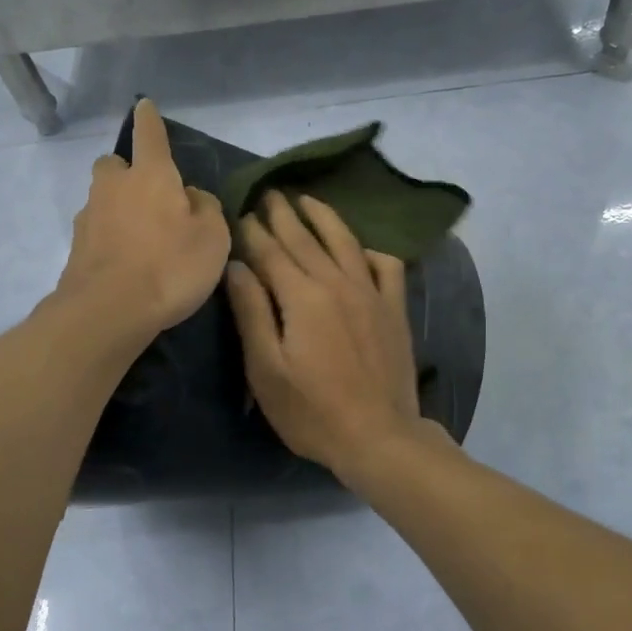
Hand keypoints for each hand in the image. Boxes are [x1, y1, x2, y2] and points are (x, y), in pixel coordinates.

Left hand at [56, 99, 231, 339]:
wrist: (108, 311)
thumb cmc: (170, 265)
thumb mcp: (212, 237)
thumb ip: (205, 208)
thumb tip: (190, 198)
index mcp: (151, 175)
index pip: (149, 135)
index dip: (148, 119)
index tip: (144, 105)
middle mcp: (114, 187)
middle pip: (114, 164)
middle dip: (126, 170)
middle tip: (148, 194)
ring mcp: (89, 217)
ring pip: (102, 199)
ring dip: (118, 207)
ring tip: (142, 238)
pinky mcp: (76, 249)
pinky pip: (97, 231)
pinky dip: (110, 238)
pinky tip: (126, 263)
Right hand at [225, 192, 424, 477]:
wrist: (379, 436)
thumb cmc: (312, 410)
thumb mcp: (266, 369)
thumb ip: (251, 312)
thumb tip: (237, 266)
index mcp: (302, 296)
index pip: (272, 252)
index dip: (255, 231)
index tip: (242, 212)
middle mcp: (338, 283)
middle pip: (306, 240)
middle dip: (284, 215)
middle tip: (269, 193)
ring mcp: (371, 294)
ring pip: (345, 242)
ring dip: (324, 218)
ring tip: (308, 200)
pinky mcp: (394, 309)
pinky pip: (387, 267)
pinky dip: (373, 252)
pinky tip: (363, 248)